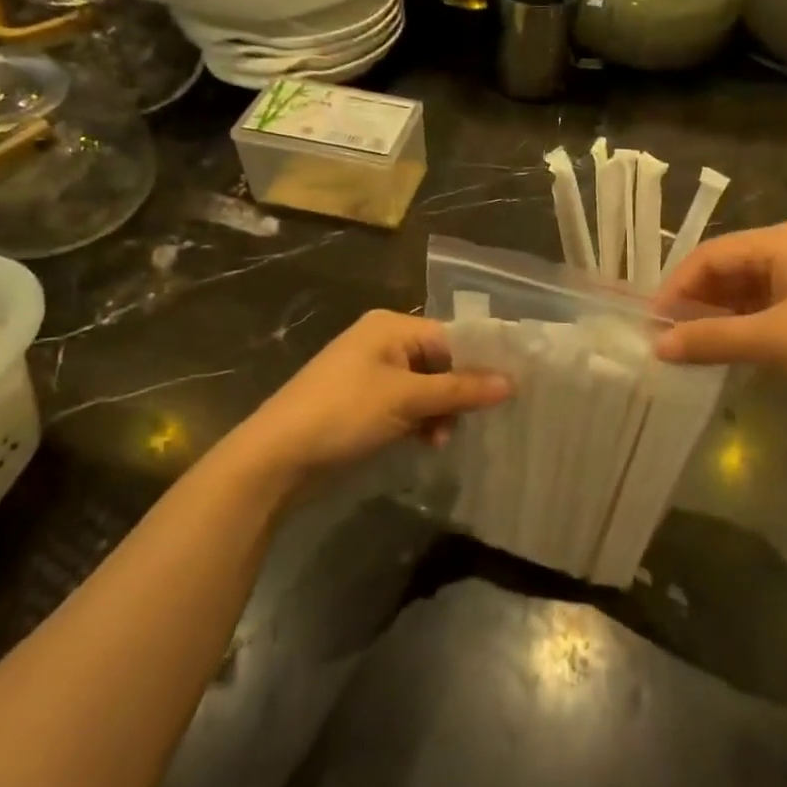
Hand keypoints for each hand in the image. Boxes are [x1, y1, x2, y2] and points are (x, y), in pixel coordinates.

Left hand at [239, 310, 509, 474]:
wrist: (275, 459)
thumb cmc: (342, 413)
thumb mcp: (406, 399)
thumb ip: (460, 390)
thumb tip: (512, 382)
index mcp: (391, 327)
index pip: (452, 336)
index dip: (481, 361)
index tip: (512, 387)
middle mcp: (383, 343)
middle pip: (441, 362)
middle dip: (460, 392)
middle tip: (480, 419)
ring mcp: (371, 375)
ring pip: (426, 387)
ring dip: (441, 412)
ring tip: (443, 438)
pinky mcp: (364, 404)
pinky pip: (407, 405)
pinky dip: (421, 421)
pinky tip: (428, 443)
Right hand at [654, 221, 786, 414]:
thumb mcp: (774, 342)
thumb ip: (711, 340)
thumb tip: (657, 346)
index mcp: (778, 241)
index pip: (708, 256)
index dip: (674, 289)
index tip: (650, 326)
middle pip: (724, 269)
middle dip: (693, 303)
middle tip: (665, 340)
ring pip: (743, 289)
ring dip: (716, 316)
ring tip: (689, 348)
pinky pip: (764, 304)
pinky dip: (741, 324)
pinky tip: (728, 348)